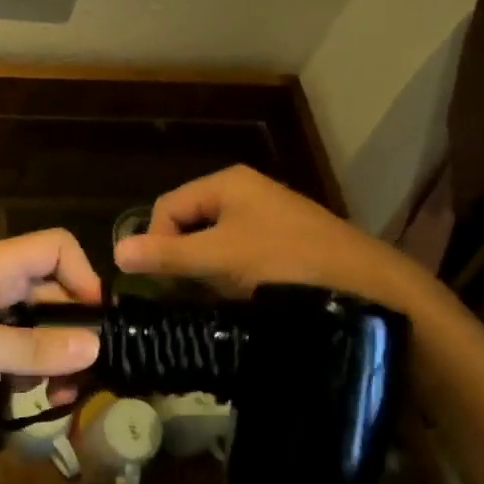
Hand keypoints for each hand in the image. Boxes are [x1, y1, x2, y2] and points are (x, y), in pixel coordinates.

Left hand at [0, 229, 104, 414]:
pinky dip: (22, 369)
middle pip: (49, 290)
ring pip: (29, 323)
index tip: (97, 323)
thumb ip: (29, 347)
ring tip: (61, 396)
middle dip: (72, 327)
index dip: (84, 276)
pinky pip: (5, 348)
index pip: (56, 248)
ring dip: (50, 354)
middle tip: (88, 375)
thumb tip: (95, 345)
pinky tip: (26, 400)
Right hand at [114, 165, 428, 311]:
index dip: (155, 242)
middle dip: (182, 259)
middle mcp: (245, 193)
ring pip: (215, 244)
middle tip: (186, 294)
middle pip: (189, 224)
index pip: (167, 207)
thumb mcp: (219, 258)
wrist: (367, 287)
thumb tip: (116, 252)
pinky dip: (232, 278)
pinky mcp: (285, 245)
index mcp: (226, 183)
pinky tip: (241, 300)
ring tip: (215, 300)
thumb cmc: (284, 261)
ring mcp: (268, 218)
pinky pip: (240, 257)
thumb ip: (167, 255)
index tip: (161, 282)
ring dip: (207, 272)